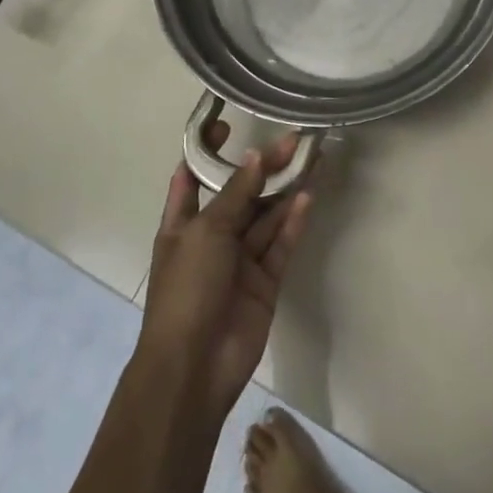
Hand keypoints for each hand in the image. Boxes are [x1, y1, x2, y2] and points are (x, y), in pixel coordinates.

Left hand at [140, 120, 312, 420]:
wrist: (194, 367)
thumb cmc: (187, 289)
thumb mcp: (205, 232)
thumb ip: (235, 194)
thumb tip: (256, 157)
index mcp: (182, 224)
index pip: (192, 177)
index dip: (207, 151)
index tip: (227, 124)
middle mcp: (211, 237)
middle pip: (240, 194)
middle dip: (262, 168)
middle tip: (291, 139)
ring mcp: (239, 261)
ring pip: (266, 217)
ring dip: (285, 191)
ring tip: (310, 159)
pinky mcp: (264, 281)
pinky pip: (280, 244)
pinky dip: (293, 222)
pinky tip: (307, 197)